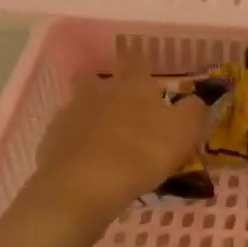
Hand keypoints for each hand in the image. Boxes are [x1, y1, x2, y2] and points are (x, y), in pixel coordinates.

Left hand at [28, 54, 209, 228]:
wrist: (84, 184)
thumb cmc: (141, 153)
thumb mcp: (184, 132)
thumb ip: (194, 112)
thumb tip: (195, 101)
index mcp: (131, 85)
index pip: (136, 61)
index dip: (141, 66)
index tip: (148, 78)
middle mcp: (98, 92)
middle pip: (96, 78)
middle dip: (105, 87)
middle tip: (120, 108)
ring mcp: (70, 114)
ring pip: (79, 106)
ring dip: (90, 117)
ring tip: (104, 141)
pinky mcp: (51, 141)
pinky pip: (66, 136)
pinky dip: (76, 145)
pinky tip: (86, 164)